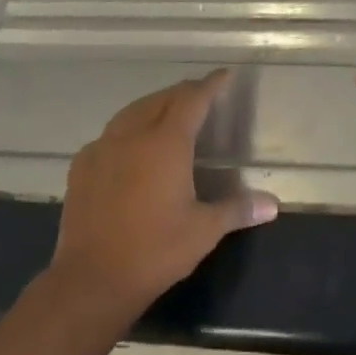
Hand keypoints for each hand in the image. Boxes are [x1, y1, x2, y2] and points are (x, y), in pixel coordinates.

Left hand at [50, 70, 278, 316]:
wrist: (92, 279)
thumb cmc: (155, 251)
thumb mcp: (204, 230)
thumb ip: (238, 209)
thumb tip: (272, 204)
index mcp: (166, 142)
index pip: (192, 99)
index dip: (210, 85)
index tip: (224, 75)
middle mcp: (133, 134)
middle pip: (162, 99)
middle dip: (184, 92)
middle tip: (201, 95)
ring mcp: (103, 147)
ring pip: (132, 112)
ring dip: (154, 105)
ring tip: (168, 112)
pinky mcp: (82, 166)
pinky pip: (110, 134)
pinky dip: (127, 128)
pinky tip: (130, 145)